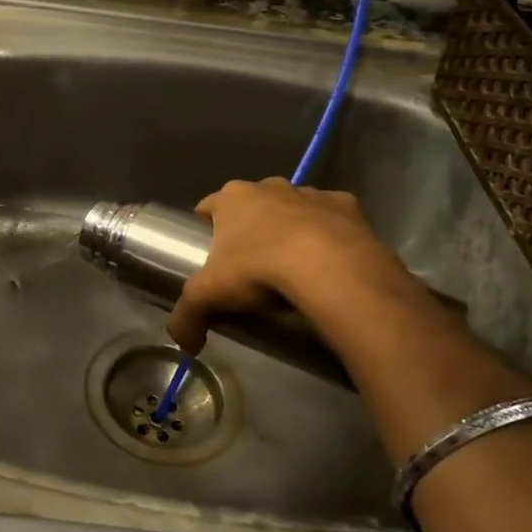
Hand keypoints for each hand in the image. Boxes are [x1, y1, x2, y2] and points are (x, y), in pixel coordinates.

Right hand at [165, 178, 425, 355]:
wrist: (329, 269)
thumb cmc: (258, 270)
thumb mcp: (208, 297)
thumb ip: (187, 318)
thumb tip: (184, 346)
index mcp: (233, 197)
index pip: (209, 205)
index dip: (206, 227)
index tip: (209, 252)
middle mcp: (271, 186)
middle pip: (253, 205)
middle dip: (250, 228)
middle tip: (250, 266)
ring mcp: (312, 193)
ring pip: (294, 208)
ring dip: (291, 229)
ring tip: (293, 267)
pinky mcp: (348, 207)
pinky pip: (333, 220)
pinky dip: (330, 237)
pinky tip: (329, 264)